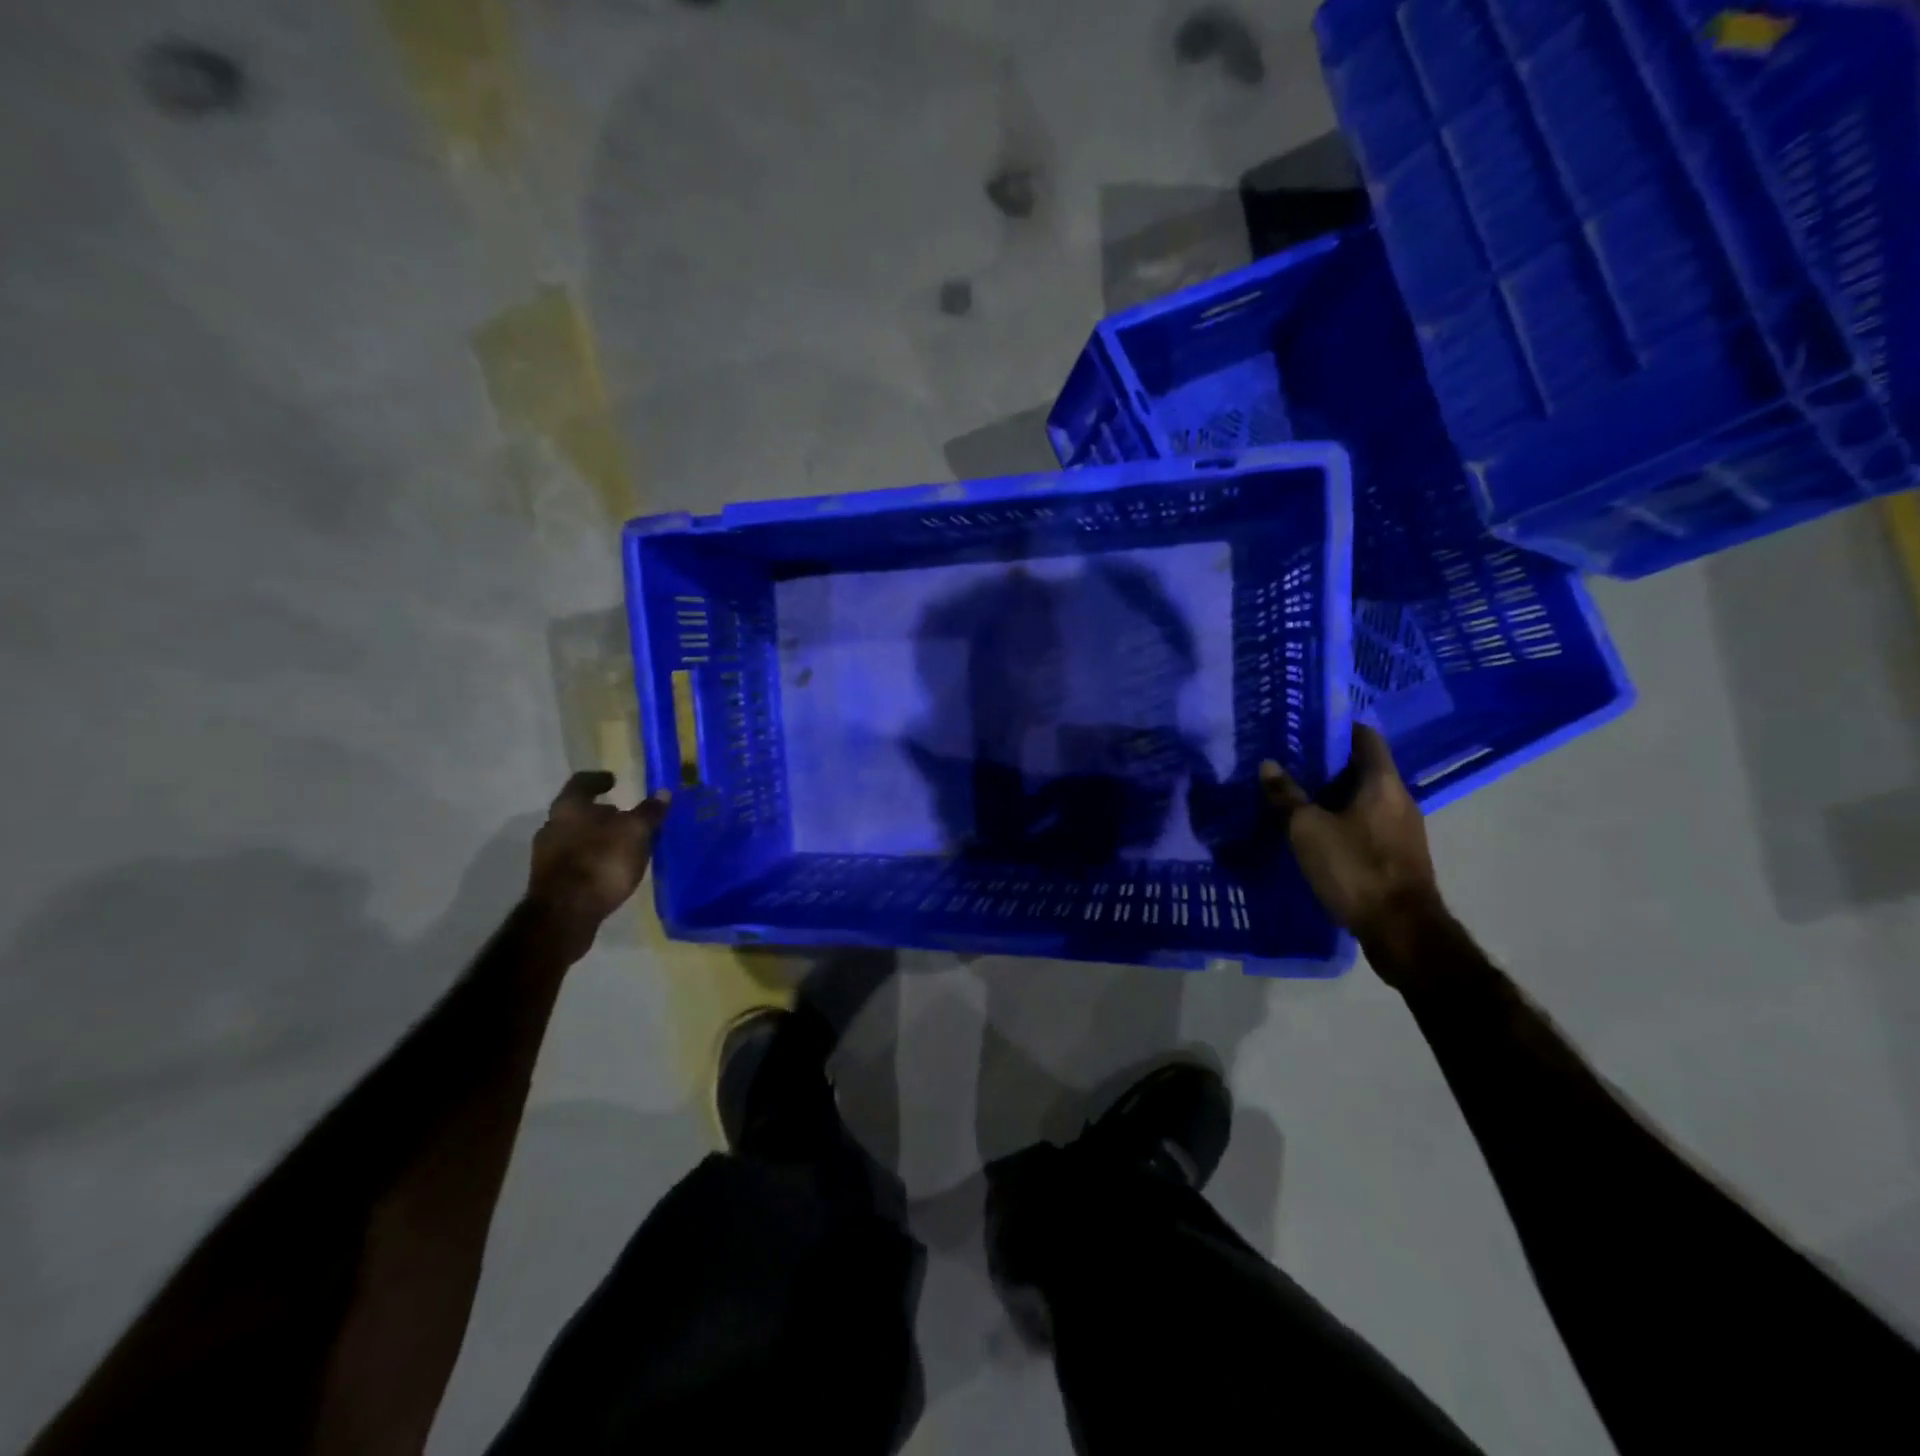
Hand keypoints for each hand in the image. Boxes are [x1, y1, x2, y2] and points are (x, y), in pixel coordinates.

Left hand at [527, 771, 670, 934]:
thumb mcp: (635, 833)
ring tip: (621, 845)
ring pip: (575, 836)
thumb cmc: (601, 862)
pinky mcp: (549, 881)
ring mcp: (546, 855)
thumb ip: (648, 813)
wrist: (565, 914)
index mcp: (569, 807)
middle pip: (577, 811)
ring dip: (596, 837)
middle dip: (600, 813)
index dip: (599, 779)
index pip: (582, 782)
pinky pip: (574, 860)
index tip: (613, 780)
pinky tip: (609, 868)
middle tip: (624, 816)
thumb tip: (663, 793)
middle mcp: (552, 826)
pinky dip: (591, 858)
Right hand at [1260, 726, 1447, 980]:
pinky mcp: (1399, 856)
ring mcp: (1403, 830)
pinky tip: (1317, 832)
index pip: (1366, 738)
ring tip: (1297, 796)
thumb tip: (1268, 764)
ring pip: (1365, 799)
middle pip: (1364, 769)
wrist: (1401, 930)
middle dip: (1329, 764)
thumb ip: (1287, 796)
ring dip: (1335, 795)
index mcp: (1383, 783)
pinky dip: (1344, 820)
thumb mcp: (1308, 829)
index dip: (1339, 728)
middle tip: (1291, 762)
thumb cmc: (1355, 868)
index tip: (1307, 727)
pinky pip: (1368, 824)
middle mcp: (1400, 799)